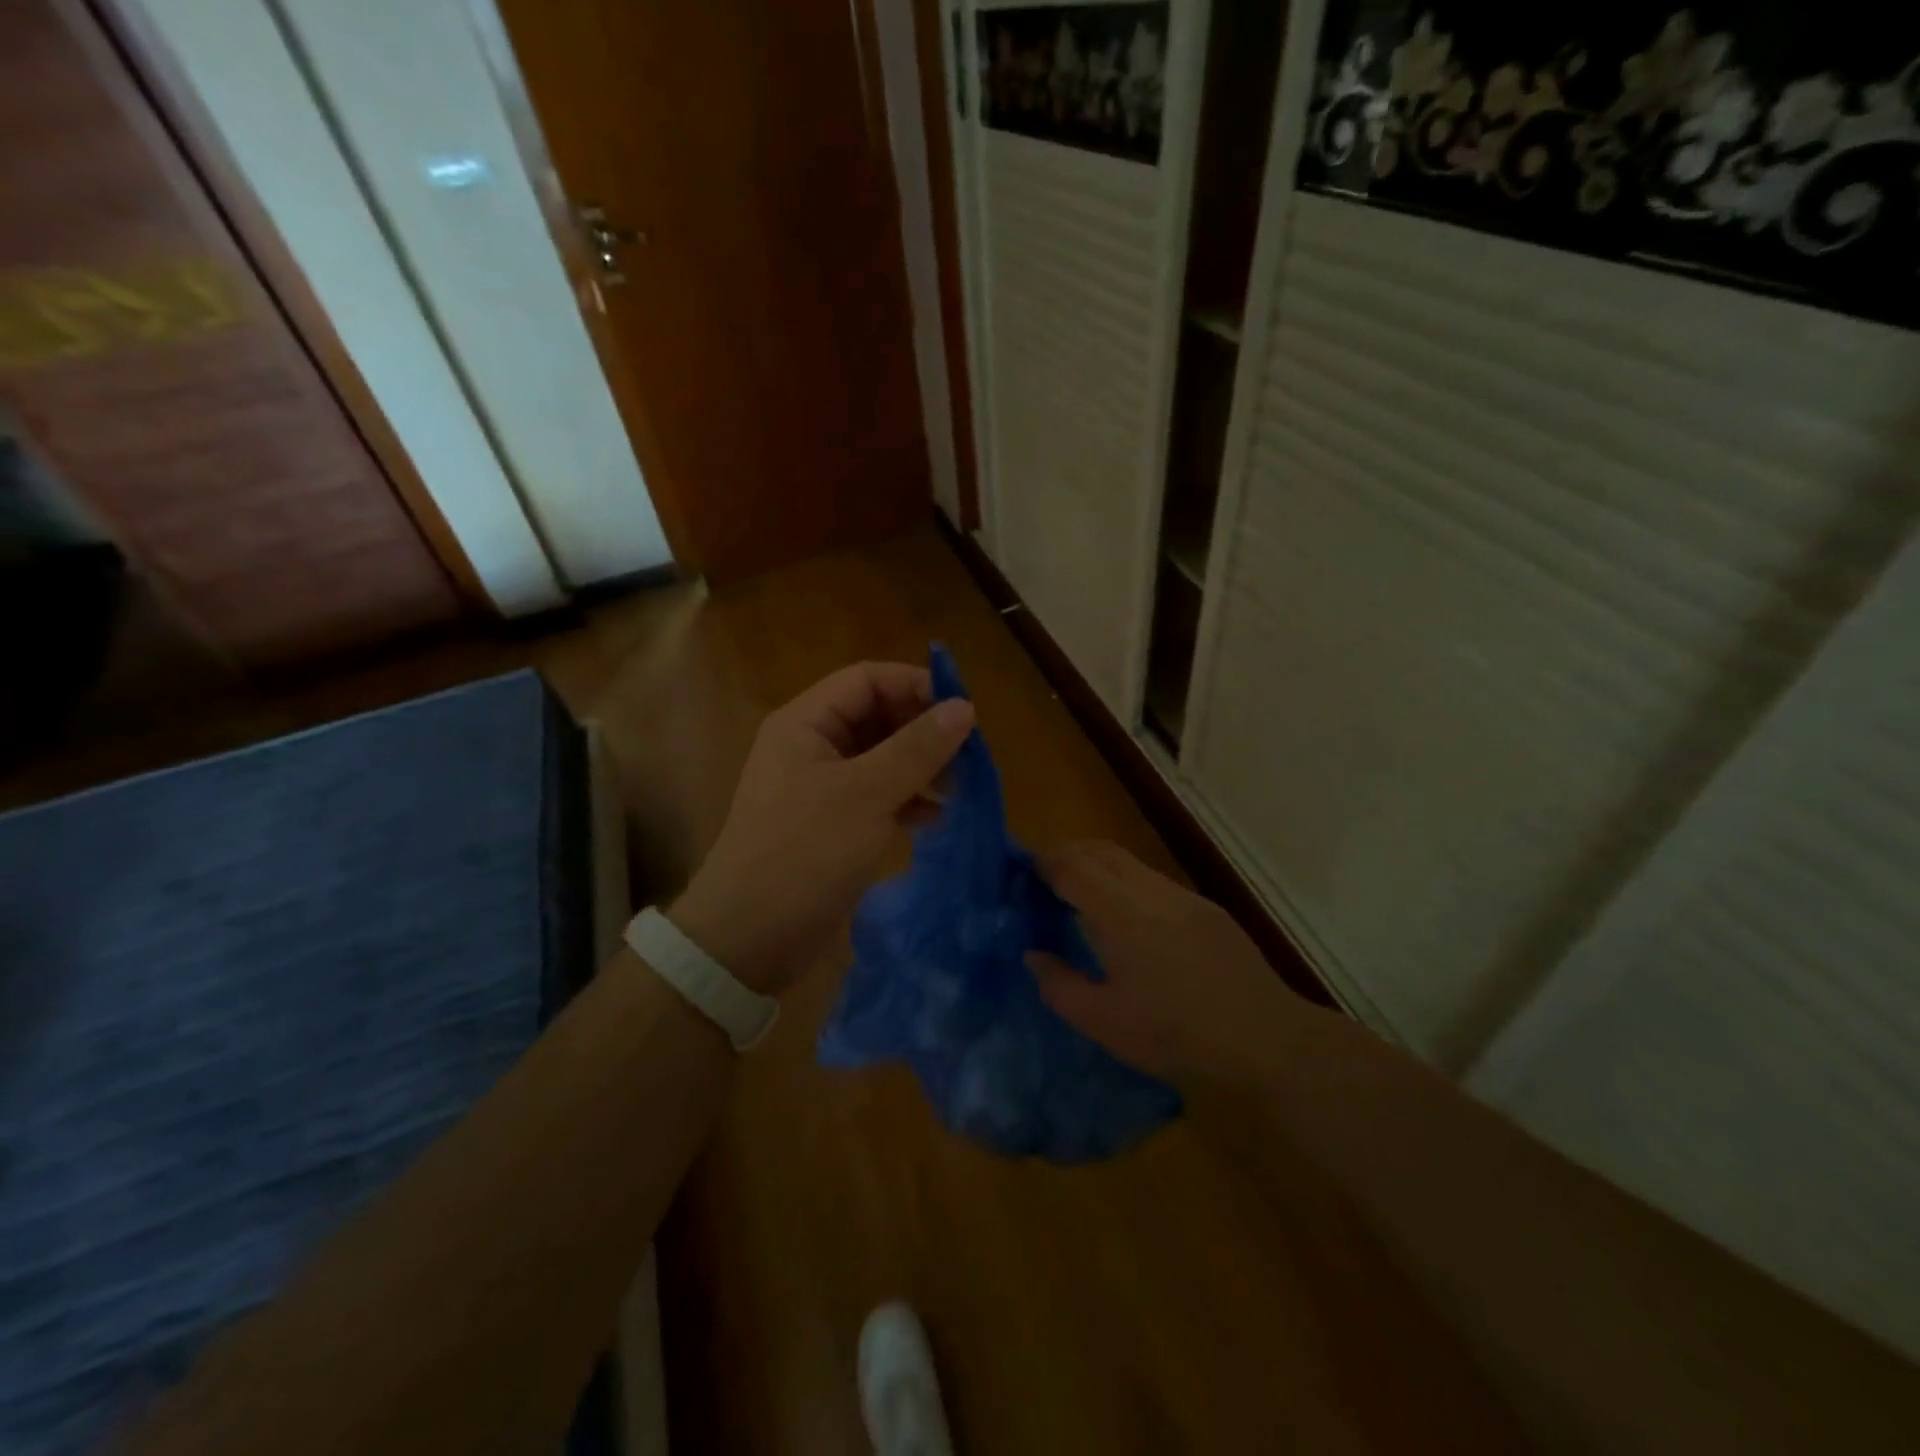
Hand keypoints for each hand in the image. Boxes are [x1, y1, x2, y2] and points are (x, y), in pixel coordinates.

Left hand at [668, 662, 974, 995]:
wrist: (750, 939)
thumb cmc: (805, 853)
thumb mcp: (867, 795)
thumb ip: (917, 748)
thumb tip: (965, 707)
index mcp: (805, 724)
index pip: (866, 679)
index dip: (915, 685)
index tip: (963, 710)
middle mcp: (810, 747)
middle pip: (875, 717)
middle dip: (922, 731)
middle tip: (967, 755)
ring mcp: (819, 787)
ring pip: (880, 758)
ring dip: (920, 768)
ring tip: (960, 788)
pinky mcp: (830, 825)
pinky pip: (875, 796)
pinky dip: (905, 801)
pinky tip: (934, 819)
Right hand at [1027, 841, 1304, 1084]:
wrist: (1267, 1041)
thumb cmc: (1177, 1036)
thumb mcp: (1106, 1023)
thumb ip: (1060, 986)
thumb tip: (1034, 955)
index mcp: (1124, 916)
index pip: (1073, 867)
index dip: (1043, 864)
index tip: (1021, 872)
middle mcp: (1154, 893)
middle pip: (1101, 851)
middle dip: (1067, 855)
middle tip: (1043, 879)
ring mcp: (1185, 898)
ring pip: (1131, 863)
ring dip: (1099, 868)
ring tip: (1081, 897)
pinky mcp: (1208, 910)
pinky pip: (1155, 882)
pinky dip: (1127, 885)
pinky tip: (1128, 921)